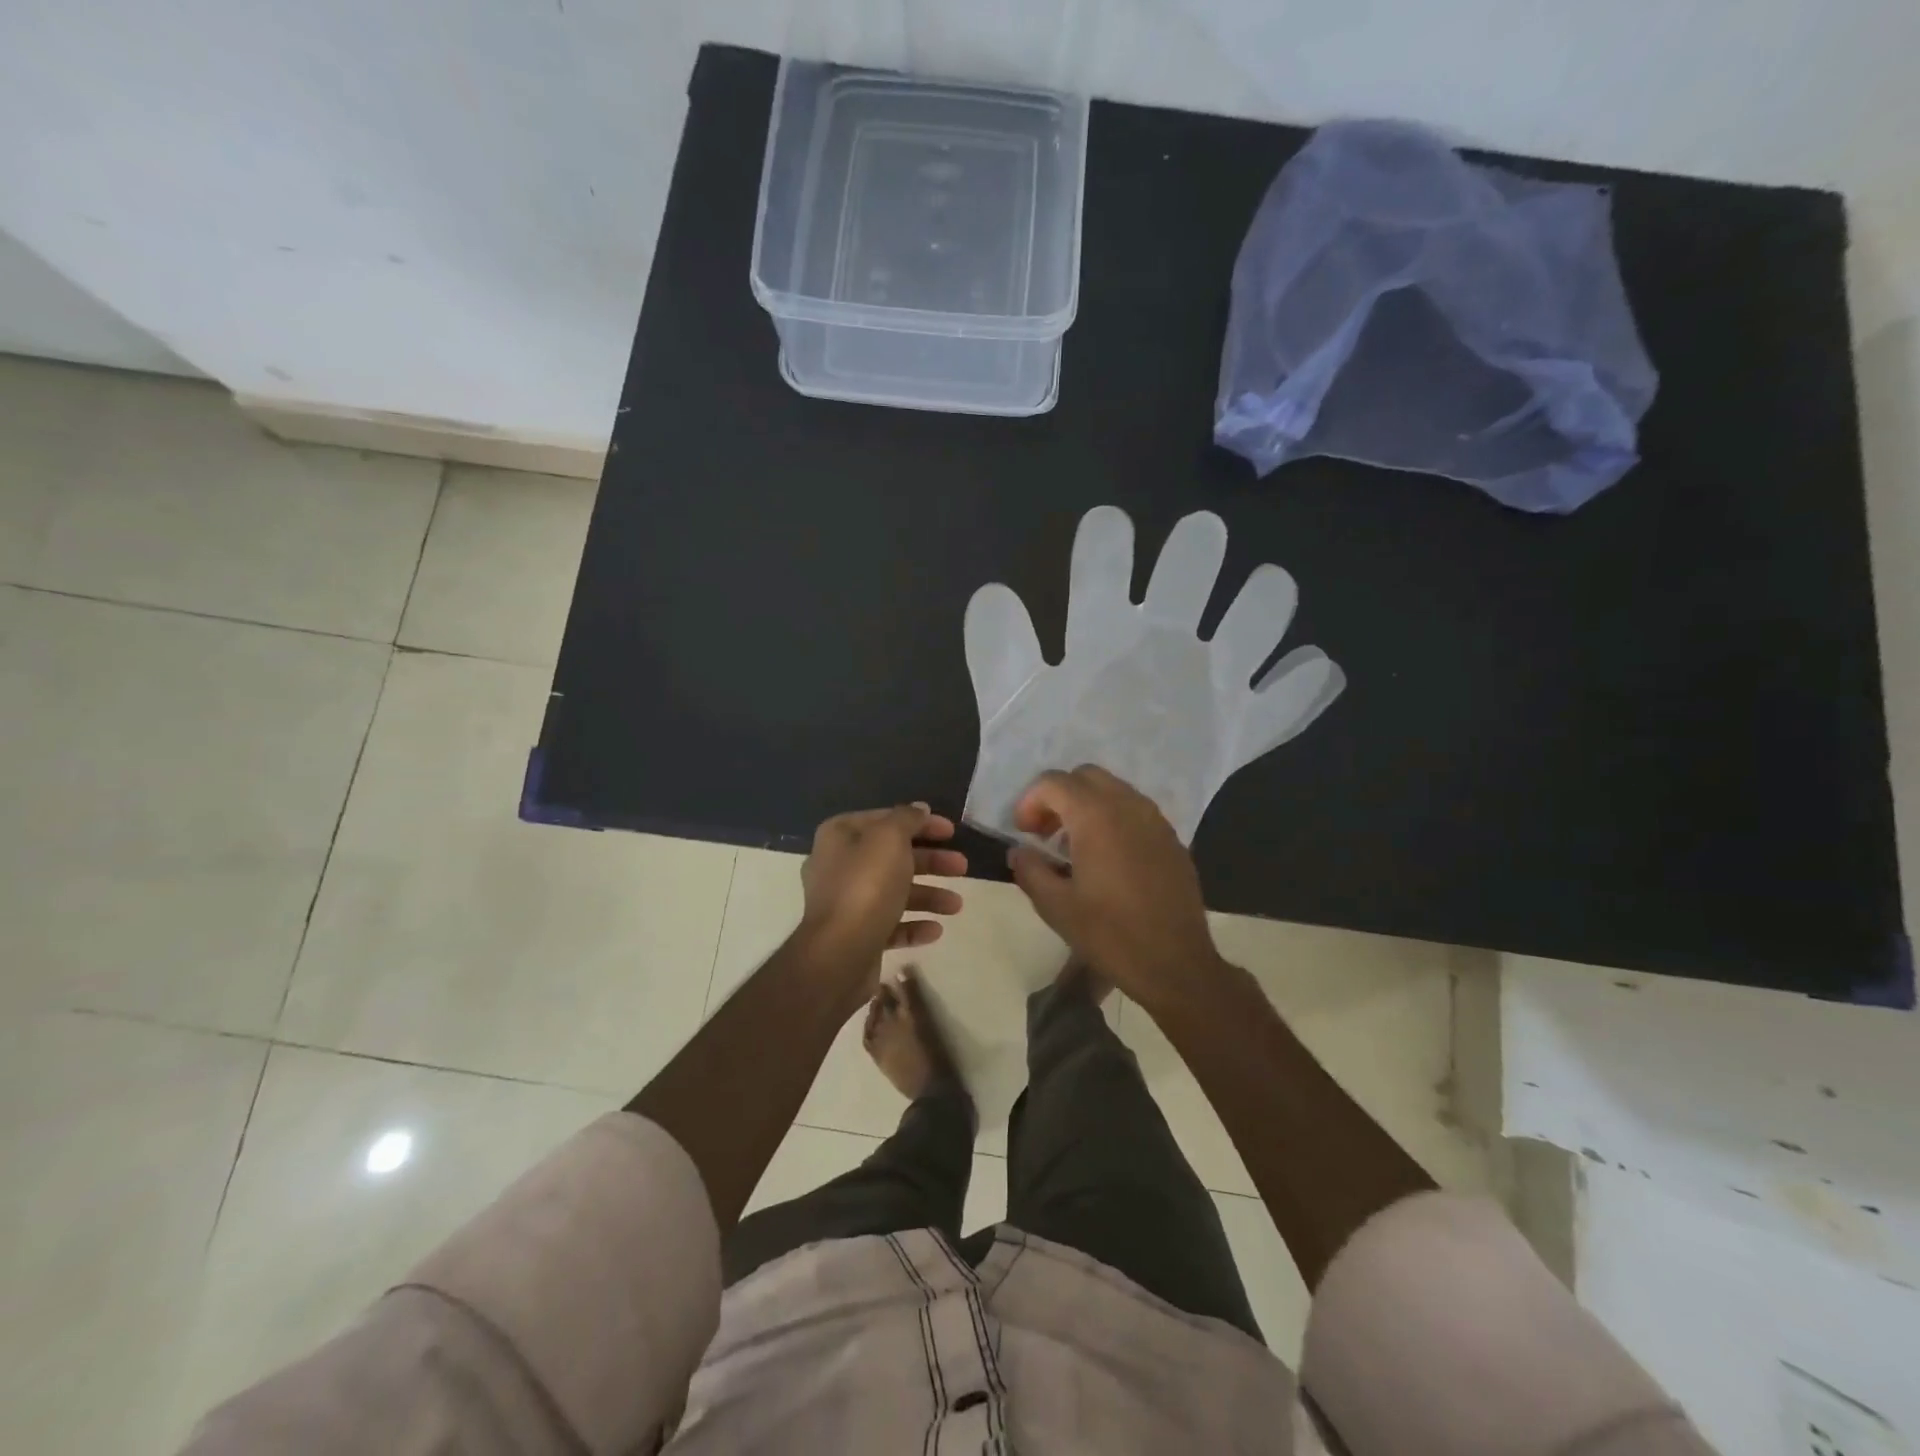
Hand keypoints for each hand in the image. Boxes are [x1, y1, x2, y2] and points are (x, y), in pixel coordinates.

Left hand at [798, 804, 966, 983]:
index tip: (952, 832)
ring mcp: (846, 904)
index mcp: (840, 836)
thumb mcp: (890, 839)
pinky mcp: (856, 935)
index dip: (920, 822)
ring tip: (956, 906)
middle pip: (893, 857)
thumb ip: (906, 819)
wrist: (839, 955)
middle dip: (931, 861)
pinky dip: (914, 925)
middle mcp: (839, 866)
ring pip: (894, 892)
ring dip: (929, 895)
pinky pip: (890, 925)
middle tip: (962, 866)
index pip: (885, 819)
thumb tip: (919, 809)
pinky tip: (935, 930)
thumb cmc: (866, 887)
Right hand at [1007, 767, 1225, 1011]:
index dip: (1029, 801)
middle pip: (1085, 776)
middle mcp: (1128, 806)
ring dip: (1087, 806)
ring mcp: (1155, 820)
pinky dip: (1113, 819)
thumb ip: (1030, 869)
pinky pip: (1135, 811)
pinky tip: (1107, 859)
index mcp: (1096, 816)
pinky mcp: (1172, 839)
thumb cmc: (1110, 935)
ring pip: (1113, 790)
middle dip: (1059, 797)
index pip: (1053, 782)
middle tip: (1046, 833)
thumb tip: (1019, 851)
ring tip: (1074, 846)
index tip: (1023, 833)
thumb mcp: (1055, 907)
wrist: (1175, 964)